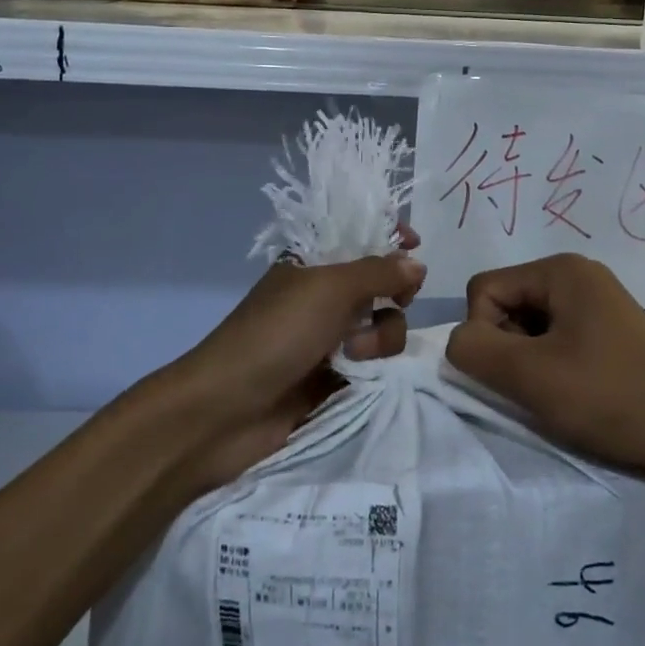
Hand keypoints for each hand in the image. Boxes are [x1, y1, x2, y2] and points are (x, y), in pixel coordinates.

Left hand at [171, 236, 425, 489]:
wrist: (227, 409)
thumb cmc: (276, 333)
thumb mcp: (329, 289)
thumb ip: (379, 271)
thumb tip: (417, 264)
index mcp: (313, 263)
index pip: (359, 235)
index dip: (389, 235)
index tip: (416, 244)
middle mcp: (323, 295)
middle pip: (381, 281)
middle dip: (395, 291)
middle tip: (396, 301)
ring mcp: (329, 336)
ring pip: (382, 323)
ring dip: (380, 336)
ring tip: (354, 353)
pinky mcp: (334, 374)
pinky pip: (373, 360)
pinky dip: (372, 364)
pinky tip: (356, 373)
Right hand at [444, 253, 644, 475]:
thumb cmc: (609, 397)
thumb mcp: (529, 375)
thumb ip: (474, 349)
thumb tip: (460, 340)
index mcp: (560, 269)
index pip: (484, 289)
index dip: (484, 333)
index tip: (518, 371)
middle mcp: (579, 274)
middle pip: (508, 303)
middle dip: (509, 347)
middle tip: (542, 384)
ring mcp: (598, 301)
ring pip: (530, 324)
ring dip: (530, 359)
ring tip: (561, 391)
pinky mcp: (610, 329)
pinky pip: (558, 336)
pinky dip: (553, 364)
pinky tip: (578, 392)